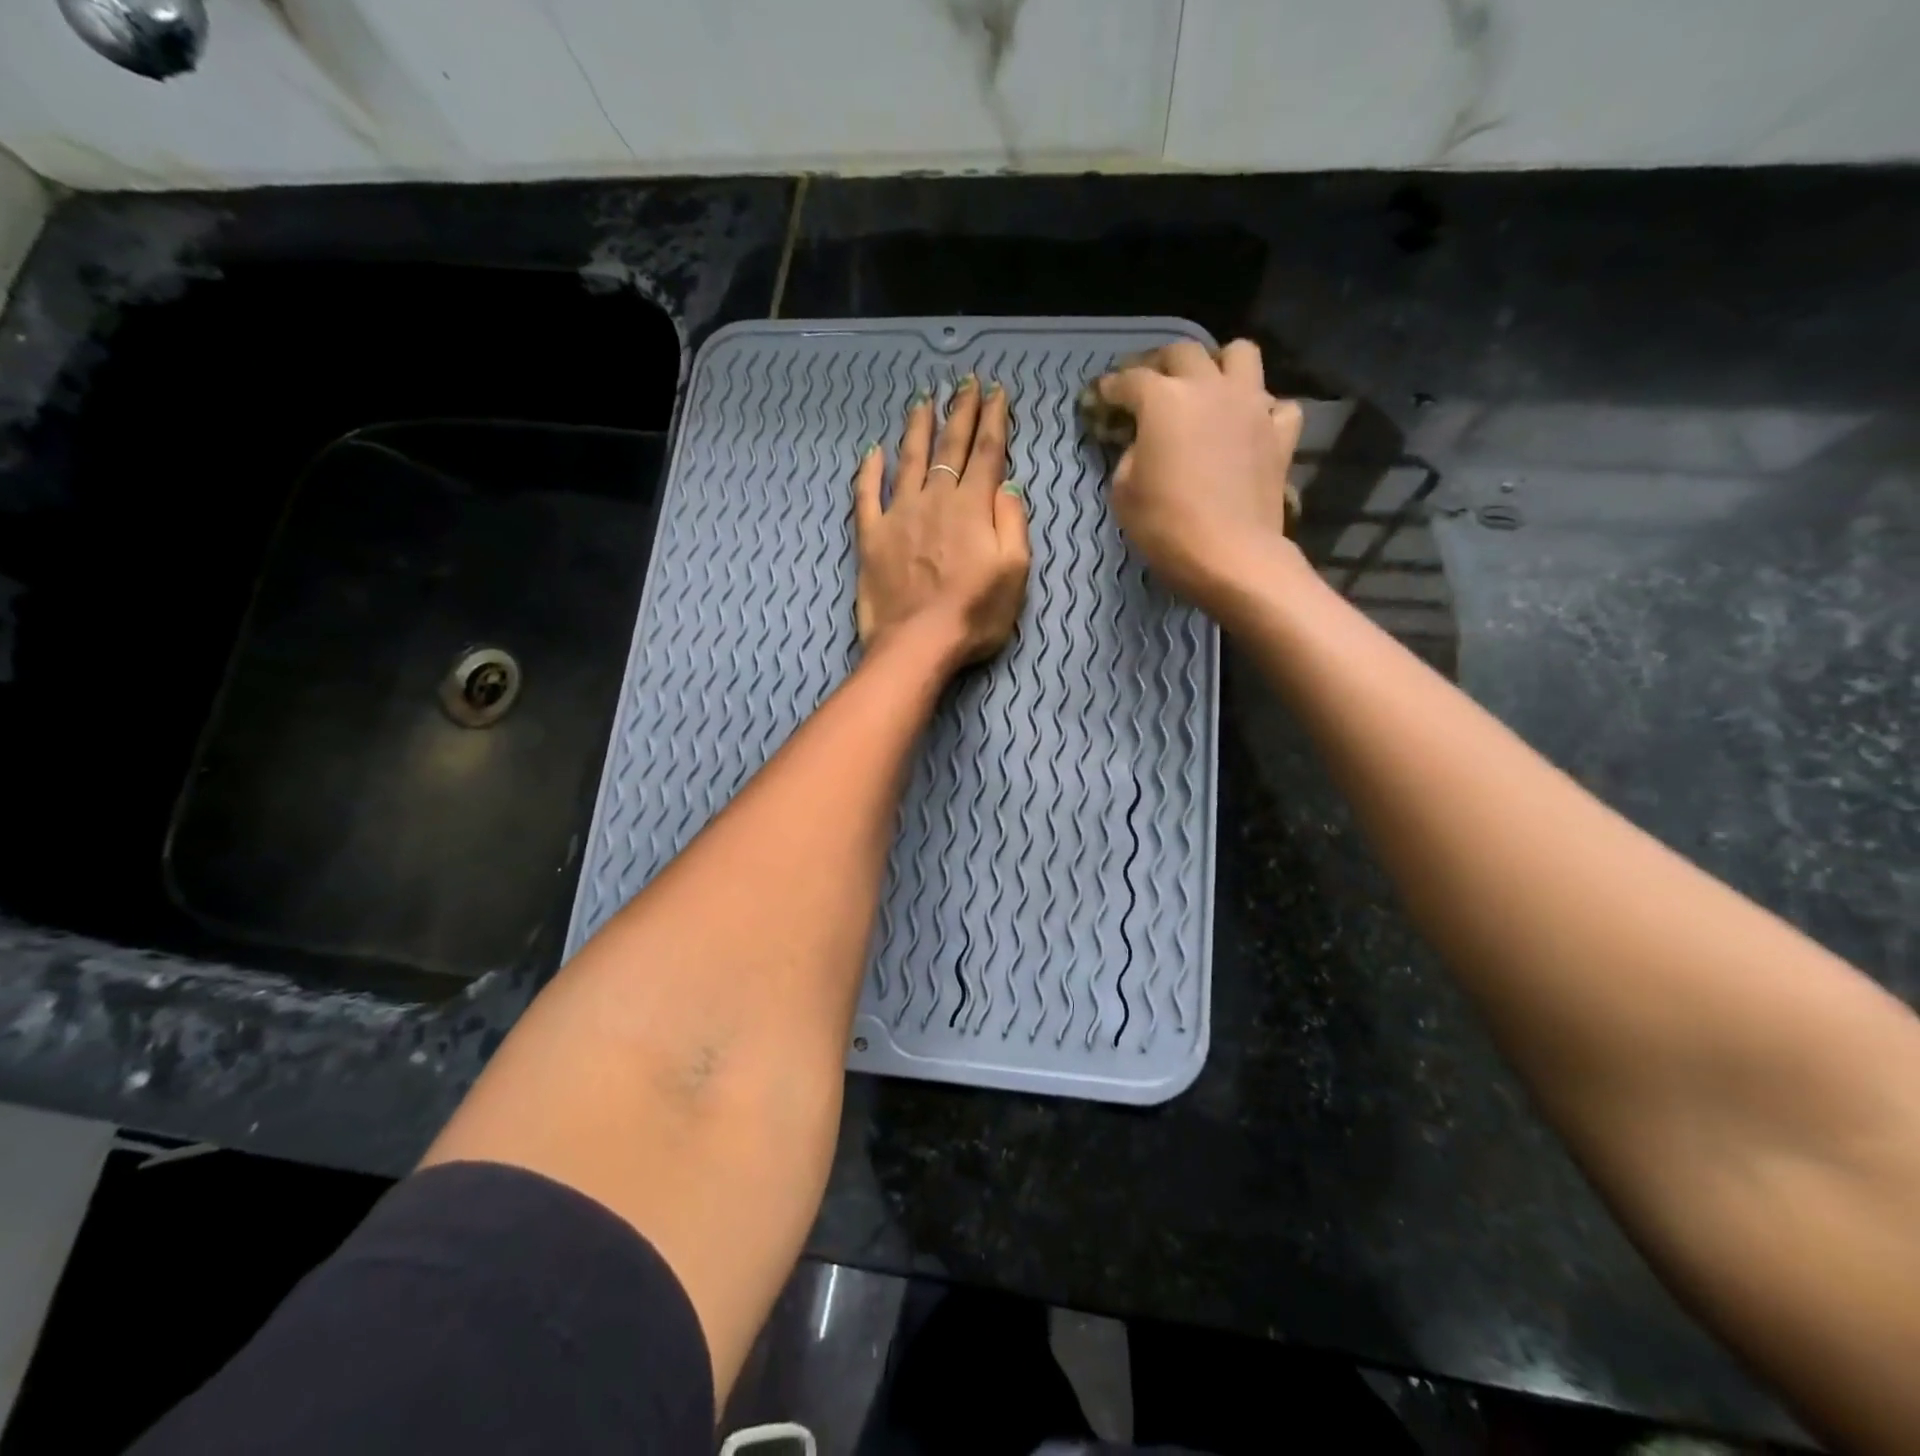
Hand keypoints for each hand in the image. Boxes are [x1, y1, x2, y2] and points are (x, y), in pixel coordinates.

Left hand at [854, 375, 1029, 667]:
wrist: (917, 644)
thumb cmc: (974, 615)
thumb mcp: (1015, 572)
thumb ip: (1012, 521)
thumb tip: (1006, 483)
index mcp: (972, 507)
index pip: (986, 452)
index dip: (994, 419)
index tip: (997, 391)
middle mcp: (934, 500)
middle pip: (950, 447)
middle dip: (960, 411)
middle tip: (965, 382)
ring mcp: (899, 515)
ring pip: (909, 460)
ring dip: (918, 428)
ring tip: (923, 401)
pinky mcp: (871, 537)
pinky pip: (867, 495)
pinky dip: (869, 471)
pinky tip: (871, 452)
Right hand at [1094, 340, 1304, 615]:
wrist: (1232, 556)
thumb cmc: (1166, 526)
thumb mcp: (1124, 493)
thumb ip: (1129, 456)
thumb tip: (1141, 444)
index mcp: (1164, 400)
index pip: (1130, 380)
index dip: (1111, 387)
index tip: (1101, 397)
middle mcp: (1210, 388)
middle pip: (1184, 352)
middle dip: (1161, 364)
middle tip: (1149, 386)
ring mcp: (1252, 406)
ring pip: (1241, 354)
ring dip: (1220, 364)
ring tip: (1207, 388)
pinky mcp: (1280, 433)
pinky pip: (1276, 404)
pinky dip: (1262, 410)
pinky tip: (1249, 426)